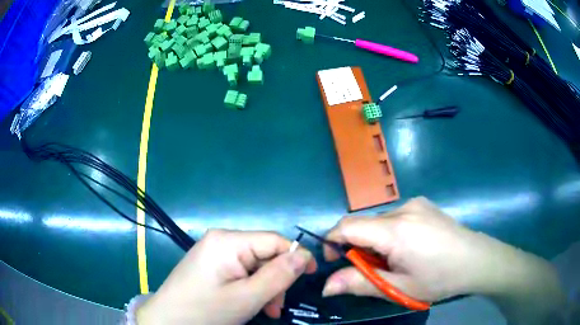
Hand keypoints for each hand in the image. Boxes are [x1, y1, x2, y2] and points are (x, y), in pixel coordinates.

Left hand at [137, 229, 316, 324]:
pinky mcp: (212, 263)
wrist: (167, 320)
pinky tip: (251, 303)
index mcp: (228, 241)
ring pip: (255, 265)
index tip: (311, 277)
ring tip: (266, 310)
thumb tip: (305, 255)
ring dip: (266, 287)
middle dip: (276, 279)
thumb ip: (279, 275)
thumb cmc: (206, 311)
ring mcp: (215, 251)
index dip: (296, 256)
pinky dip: (251, 287)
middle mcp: (221, 239)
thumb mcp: (247, 298)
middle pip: (264, 254)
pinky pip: (241, 270)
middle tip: (276, 306)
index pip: (274, 240)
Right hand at [321, 197, 558, 304]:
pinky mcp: (424, 204)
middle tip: (372, 271)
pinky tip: (409, 248)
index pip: (347, 226)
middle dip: (358, 247)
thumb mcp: (399, 288)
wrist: (477, 260)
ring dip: (375, 241)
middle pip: (363, 224)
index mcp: (395, 229)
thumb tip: (326, 286)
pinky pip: (394, 217)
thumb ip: (360, 284)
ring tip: (395, 261)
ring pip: (379, 221)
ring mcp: (415, 203)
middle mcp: (403, 208)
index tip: (333, 261)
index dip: (331, 242)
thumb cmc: (439, 278)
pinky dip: (389, 233)